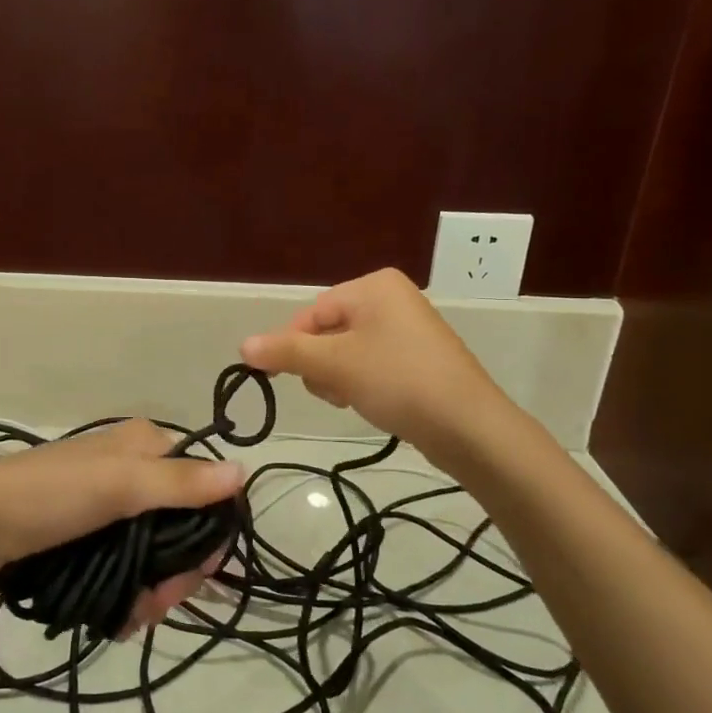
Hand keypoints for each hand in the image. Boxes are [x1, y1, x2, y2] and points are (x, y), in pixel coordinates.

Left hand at [0, 419, 244, 632]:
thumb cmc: (50, 495)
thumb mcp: (118, 484)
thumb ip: (180, 483)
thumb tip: (244, 472)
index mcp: (146, 445)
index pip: (203, 484)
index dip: (209, 529)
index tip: (200, 571)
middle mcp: (134, 470)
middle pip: (182, 525)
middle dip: (177, 570)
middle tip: (158, 601)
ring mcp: (111, 505)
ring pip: (156, 552)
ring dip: (154, 589)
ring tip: (134, 615)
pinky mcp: (90, 536)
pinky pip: (128, 564)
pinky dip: (130, 592)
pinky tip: (121, 617)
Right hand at [240, 267, 504, 465]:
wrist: (468, 426)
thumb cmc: (397, 381)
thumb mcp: (334, 364)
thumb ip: (286, 352)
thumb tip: (243, 346)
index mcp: (374, 286)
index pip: (311, 313)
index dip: (293, 346)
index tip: (285, 378)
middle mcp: (392, 298)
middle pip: (328, 331)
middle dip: (322, 365)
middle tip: (336, 390)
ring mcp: (409, 328)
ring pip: (347, 352)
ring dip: (340, 378)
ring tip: (356, 399)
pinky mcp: (419, 357)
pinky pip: (372, 364)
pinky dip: (363, 383)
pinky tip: (374, 403)